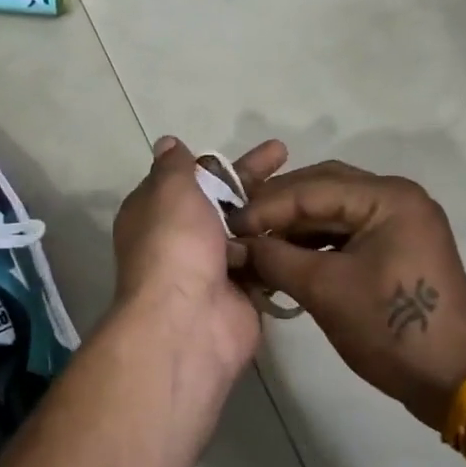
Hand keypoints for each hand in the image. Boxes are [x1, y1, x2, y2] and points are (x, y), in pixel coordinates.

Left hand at [111, 137, 287, 389]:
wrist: (188, 322)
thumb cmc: (174, 245)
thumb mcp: (169, 191)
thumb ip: (174, 166)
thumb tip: (167, 144)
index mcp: (155, 212)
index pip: (188, 179)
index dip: (217, 162)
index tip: (246, 148)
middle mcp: (181, 238)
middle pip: (222, 201)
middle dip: (253, 179)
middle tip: (287, 154)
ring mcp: (212, 267)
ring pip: (246, 230)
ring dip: (271, 212)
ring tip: (307, 189)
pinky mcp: (241, 291)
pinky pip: (263, 261)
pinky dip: (280, 245)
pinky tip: (310, 225)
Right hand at [233, 163, 465, 430]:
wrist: (453, 379)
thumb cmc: (392, 329)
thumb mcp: (325, 290)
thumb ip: (274, 258)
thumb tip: (234, 245)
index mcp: (387, 197)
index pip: (311, 188)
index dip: (264, 206)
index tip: (226, 226)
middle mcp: (396, 197)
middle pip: (322, 187)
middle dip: (277, 208)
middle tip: (238, 229)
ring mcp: (399, 221)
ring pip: (332, 209)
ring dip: (293, 224)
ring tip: (256, 244)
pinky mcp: (396, 245)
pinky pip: (346, 230)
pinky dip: (314, 241)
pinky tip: (285, 256)